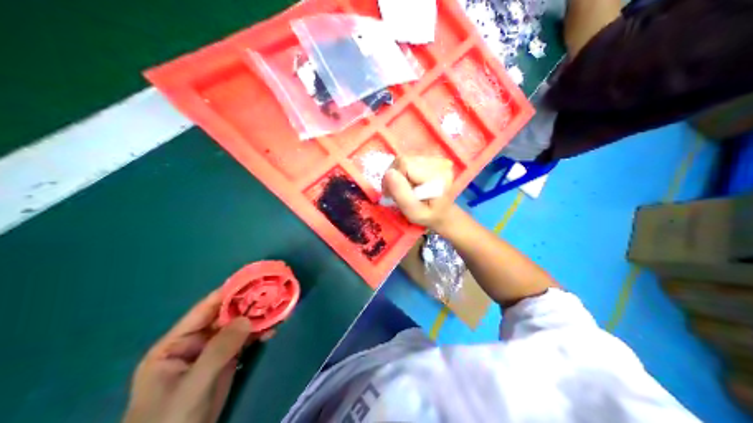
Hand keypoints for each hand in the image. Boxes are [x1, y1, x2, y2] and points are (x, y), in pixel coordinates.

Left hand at [125, 292, 272, 422]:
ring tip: (276, 308)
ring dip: (253, 322)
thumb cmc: (172, 418)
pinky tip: (271, 331)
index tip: (249, 280)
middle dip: (245, 307)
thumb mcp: (194, 383)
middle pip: (220, 320)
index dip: (225, 295)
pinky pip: (240, 348)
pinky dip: (255, 339)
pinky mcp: (222, 371)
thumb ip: (219, 350)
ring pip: (233, 333)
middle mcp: (191, 347)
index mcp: (173, 345)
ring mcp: (208, 359)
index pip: (202, 312)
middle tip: (270, 294)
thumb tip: (247, 319)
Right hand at [383, 157, 452, 232]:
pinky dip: (405, 171)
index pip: (405, 164)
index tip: (391, 194)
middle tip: (396, 193)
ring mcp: (437, 158)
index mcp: (438, 176)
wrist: (444, 212)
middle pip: (404, 159)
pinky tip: (410, 182)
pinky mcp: (433, 158)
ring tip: (404, 189)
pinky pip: (410, 159)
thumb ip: (402, 195)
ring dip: (399, 174)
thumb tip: (388, 173)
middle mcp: (440, 162)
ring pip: (405, 159)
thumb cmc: (429, 216)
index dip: (393, 178)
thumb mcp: (414, 213)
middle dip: (395, 176)